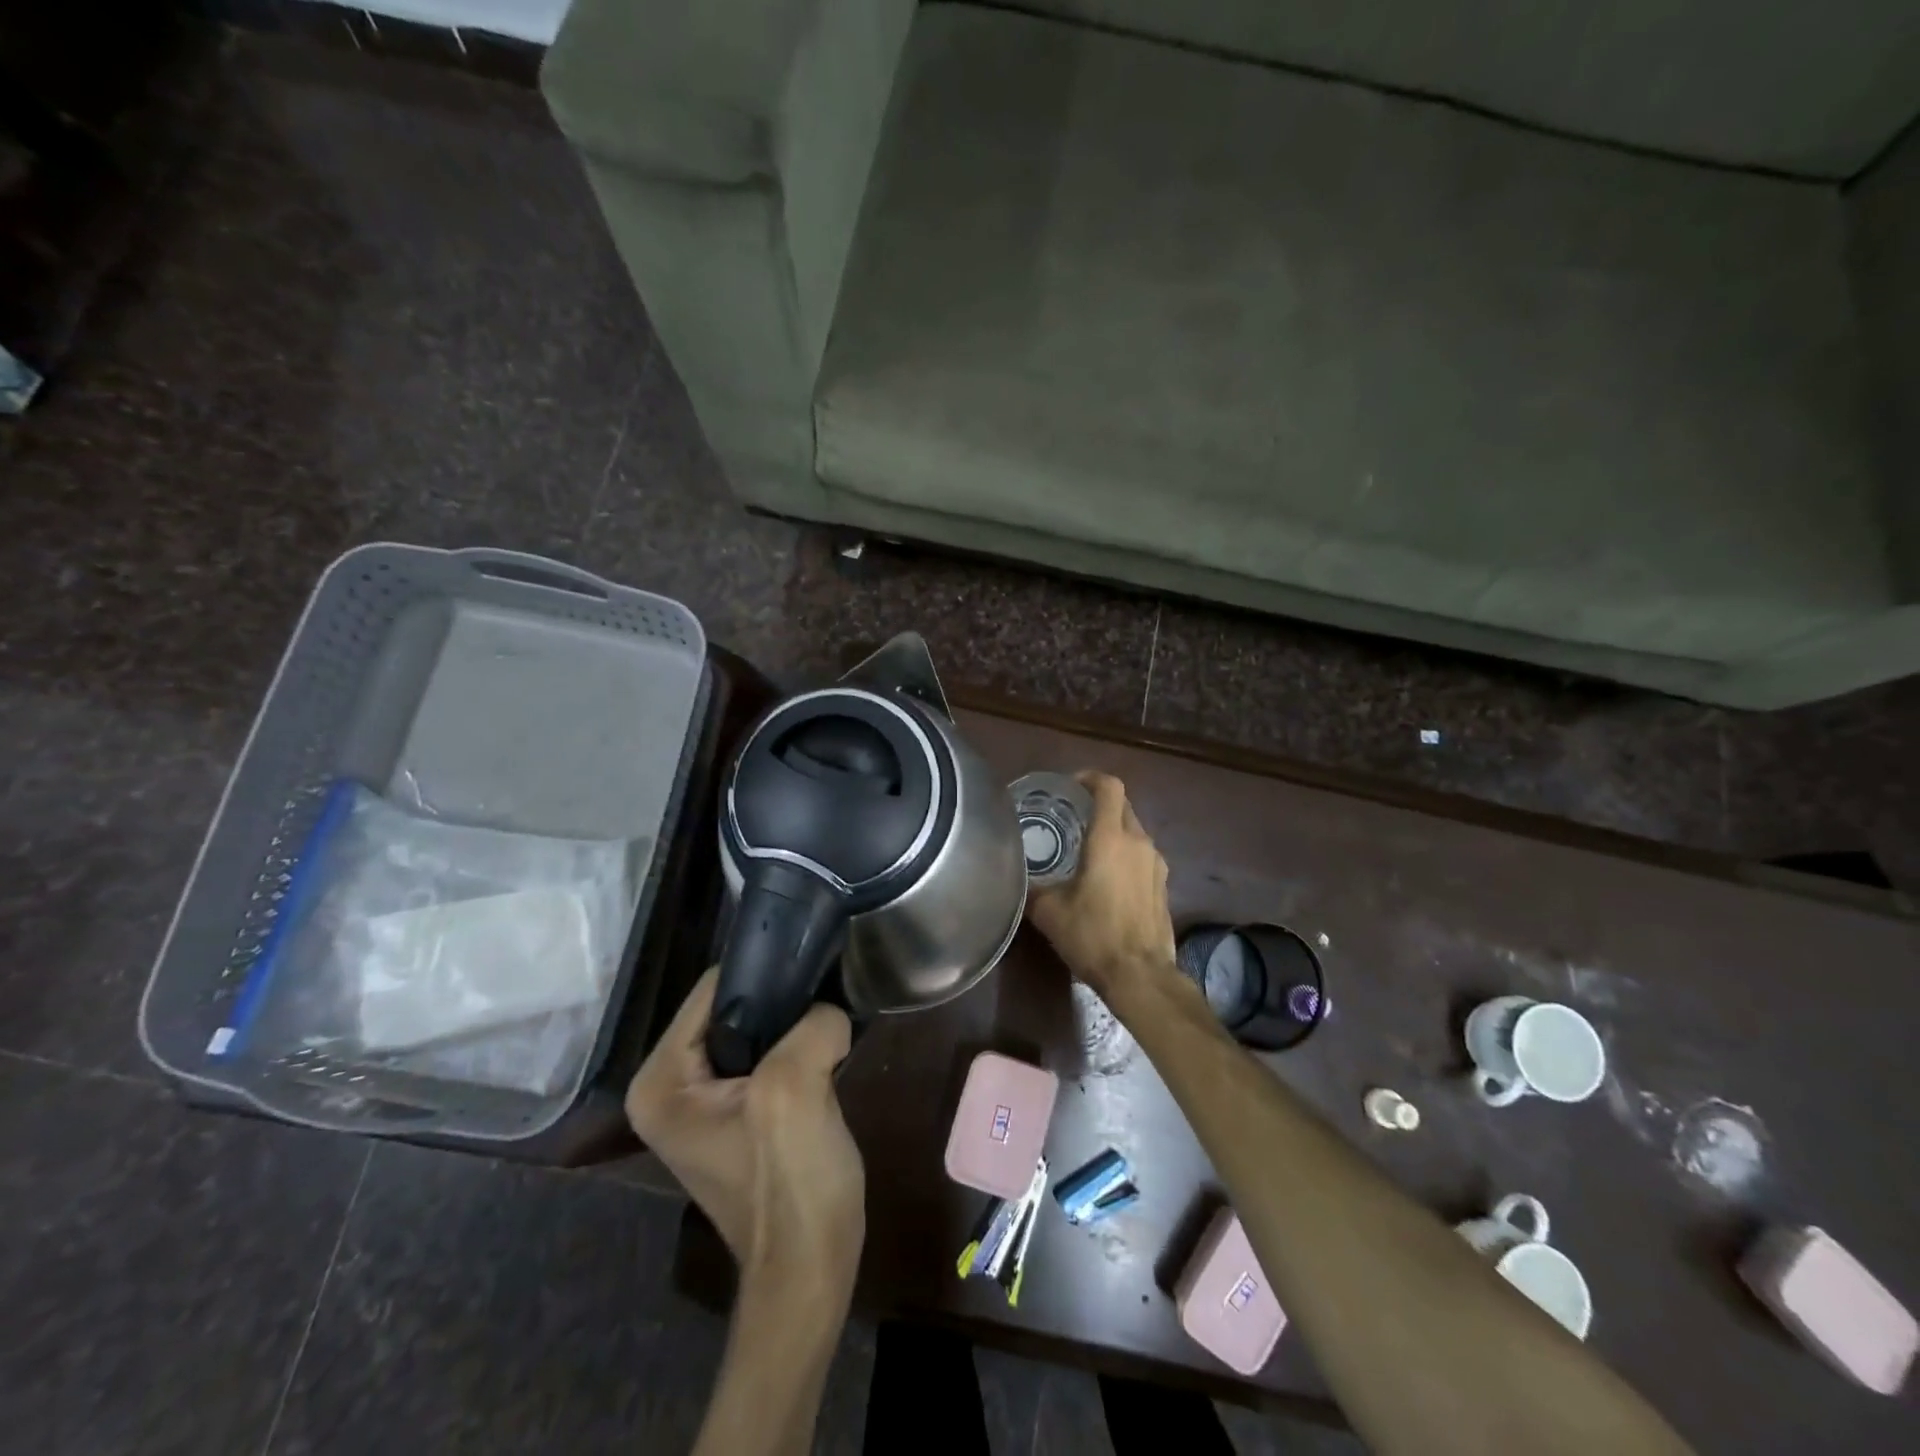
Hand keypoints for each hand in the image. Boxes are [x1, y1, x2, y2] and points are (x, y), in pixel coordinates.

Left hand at [626, 969, 864, 1292]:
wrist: (811, 1271)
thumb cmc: (790, 1185)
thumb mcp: (795, 1089)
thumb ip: (811, 1025)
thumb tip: (830, 1008)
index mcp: (660, 1081)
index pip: (712, 989)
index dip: (765, 975)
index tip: (813, 970)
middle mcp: (670, 1086)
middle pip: (733, 1007)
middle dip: (782, 1000)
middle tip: (828, 996)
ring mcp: (704, 1102)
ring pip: (756, 1029)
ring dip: (795, 1023)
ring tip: (831, 1019)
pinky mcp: (740, 1112)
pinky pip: (768, 1055)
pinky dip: (798, 1047)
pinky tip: (828, 1049)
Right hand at [1026, 771, 1177, 1009]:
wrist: (1141, 976)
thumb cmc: (1093, 936)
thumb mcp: (1049, 912)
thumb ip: (1032, 887)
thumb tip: (1018, 877)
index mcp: (1111, 839)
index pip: (1109, 787)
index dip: (1090, 778)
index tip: (1070, 786)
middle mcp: (1139, 842)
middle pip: (1122, 805)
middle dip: (1098, 804)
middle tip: (1070, 816)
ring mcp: (1156, 864)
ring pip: (1134, 831)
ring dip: (1112, 831)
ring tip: (1086, 848)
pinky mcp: (1163, 885)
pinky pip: (1142, 855)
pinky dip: (1125, 854)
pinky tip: (1106, 878)